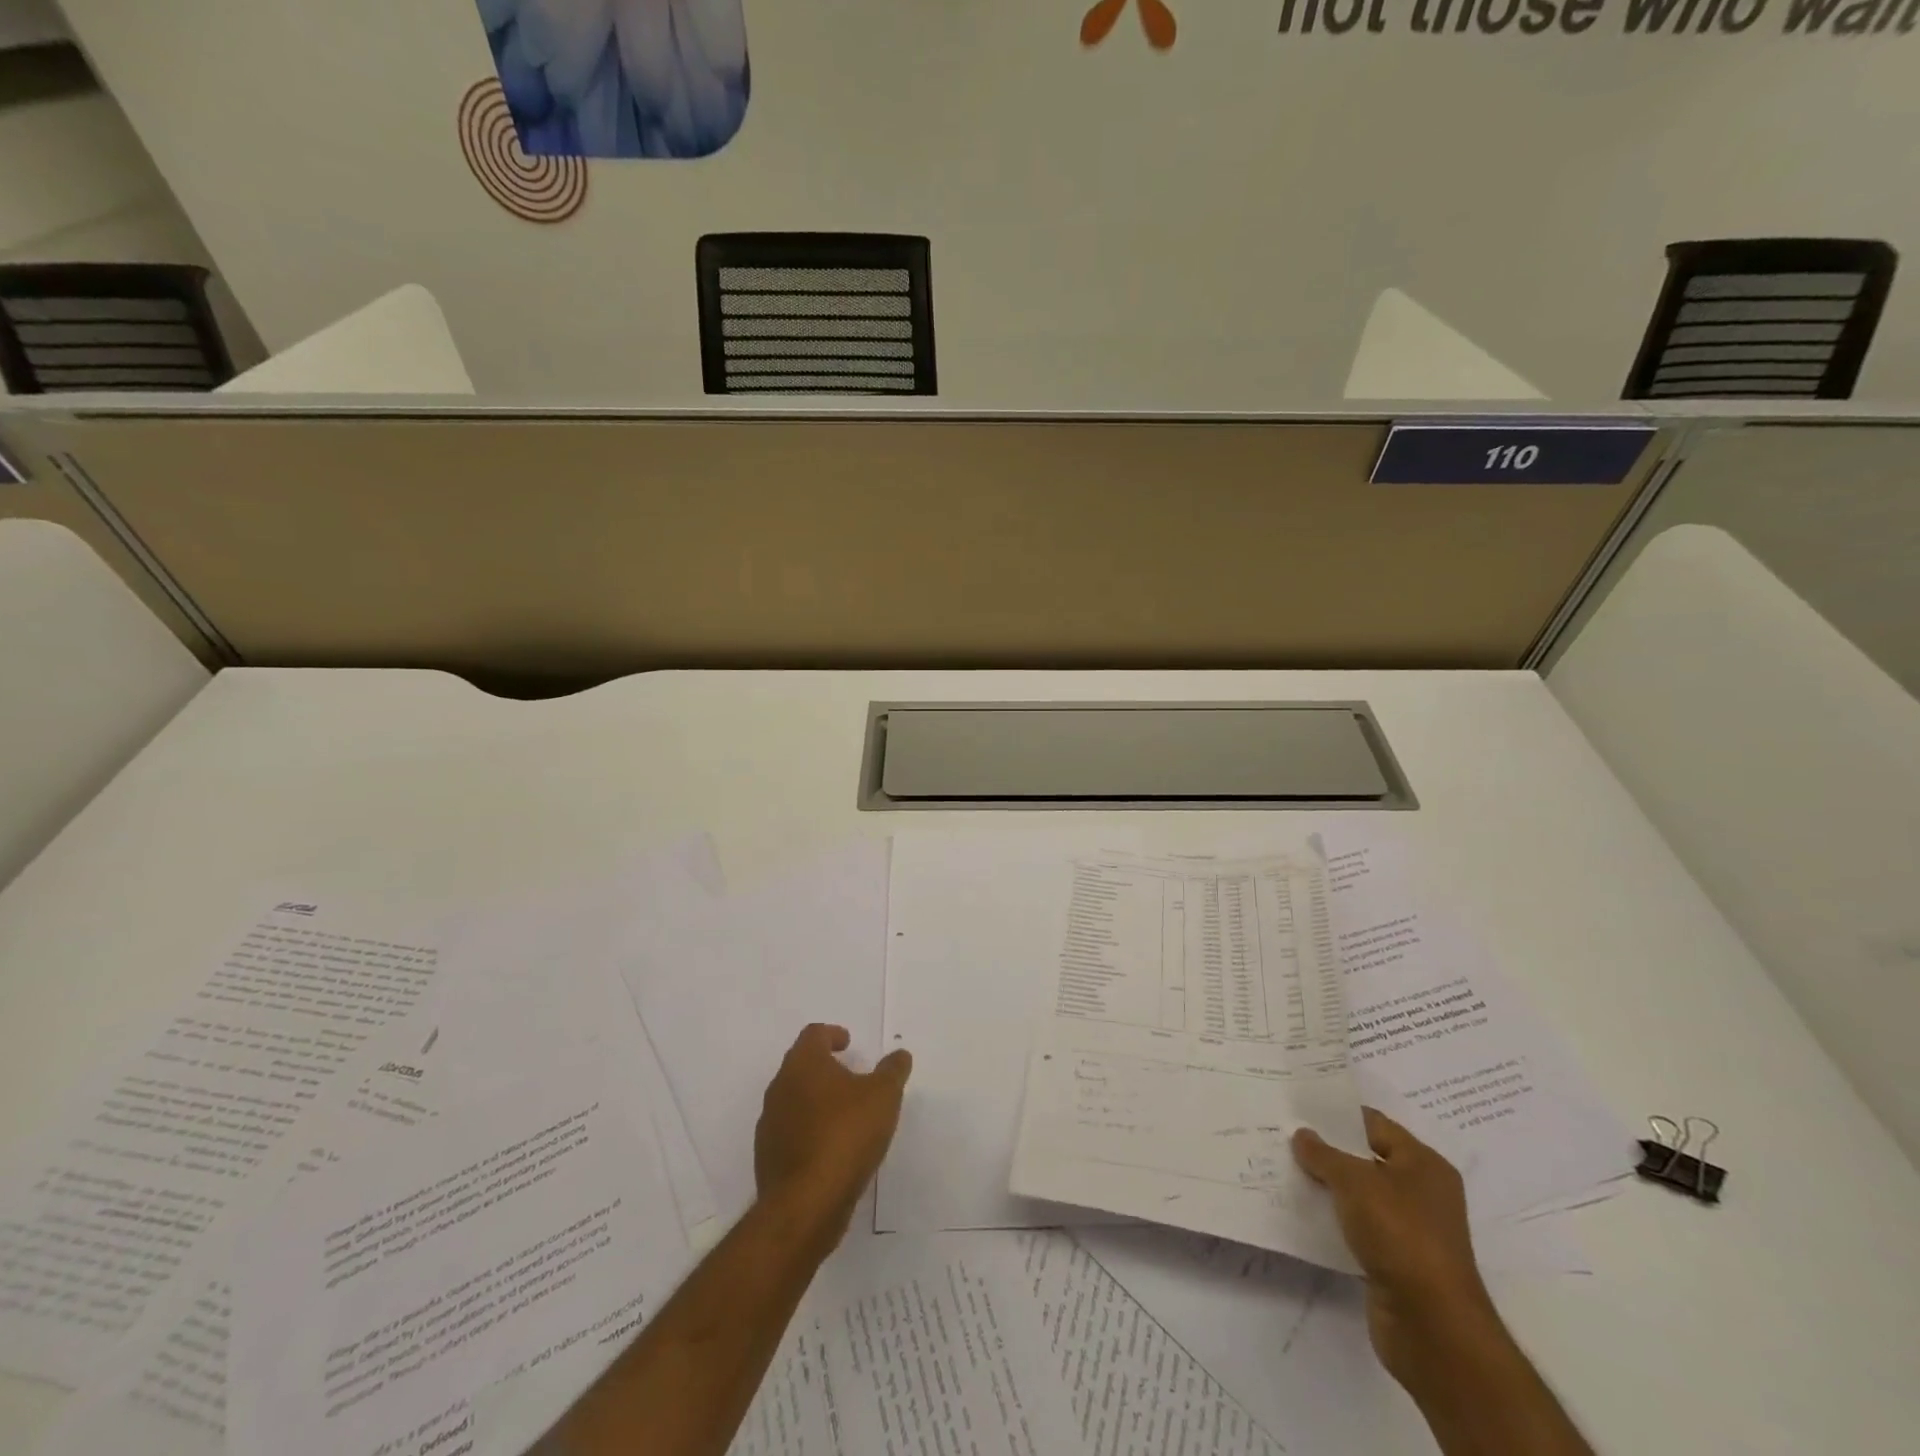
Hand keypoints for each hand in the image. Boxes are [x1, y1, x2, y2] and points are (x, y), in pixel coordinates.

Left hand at [754, 1024, 911, 1250]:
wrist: (805, 1204)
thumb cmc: (846, 1135)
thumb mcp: (883, 1096)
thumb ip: (893, 1071)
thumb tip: (899, 1055)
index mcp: (803, 1064)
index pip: (813, 1035)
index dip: (832, 1034)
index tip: (847, 1043)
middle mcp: (780, 1087)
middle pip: (800, 1065)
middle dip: (825, 1067)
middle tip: (850, 1076)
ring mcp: (770, 1124)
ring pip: (793, 1099)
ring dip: (816, 1100)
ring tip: (844, 1114)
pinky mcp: (767, 1158)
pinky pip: (790, 1132)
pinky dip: (809, 1131)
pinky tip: (830, 1148)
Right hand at [1292, 1108, 1499, 1385]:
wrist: (1432, 1326)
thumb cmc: (1400, 1235)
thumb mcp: (1355, 1182)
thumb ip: (1324, 1154)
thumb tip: (1302, 1135)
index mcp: (1424, 1164)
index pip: (1375, 1124)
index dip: (1338, 1115)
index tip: (1299, 1108)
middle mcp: (1422, 1193)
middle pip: (1367, 1159)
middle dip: (1328, 1151)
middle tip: (1284, 1135)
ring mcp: (1411, 1230)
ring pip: (1360, 1196)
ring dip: (1328, 1187)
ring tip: (1285, 1169)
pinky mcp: (1396, 1262)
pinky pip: (1358, 1228)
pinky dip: (1333, 1219)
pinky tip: (1302, 1211)